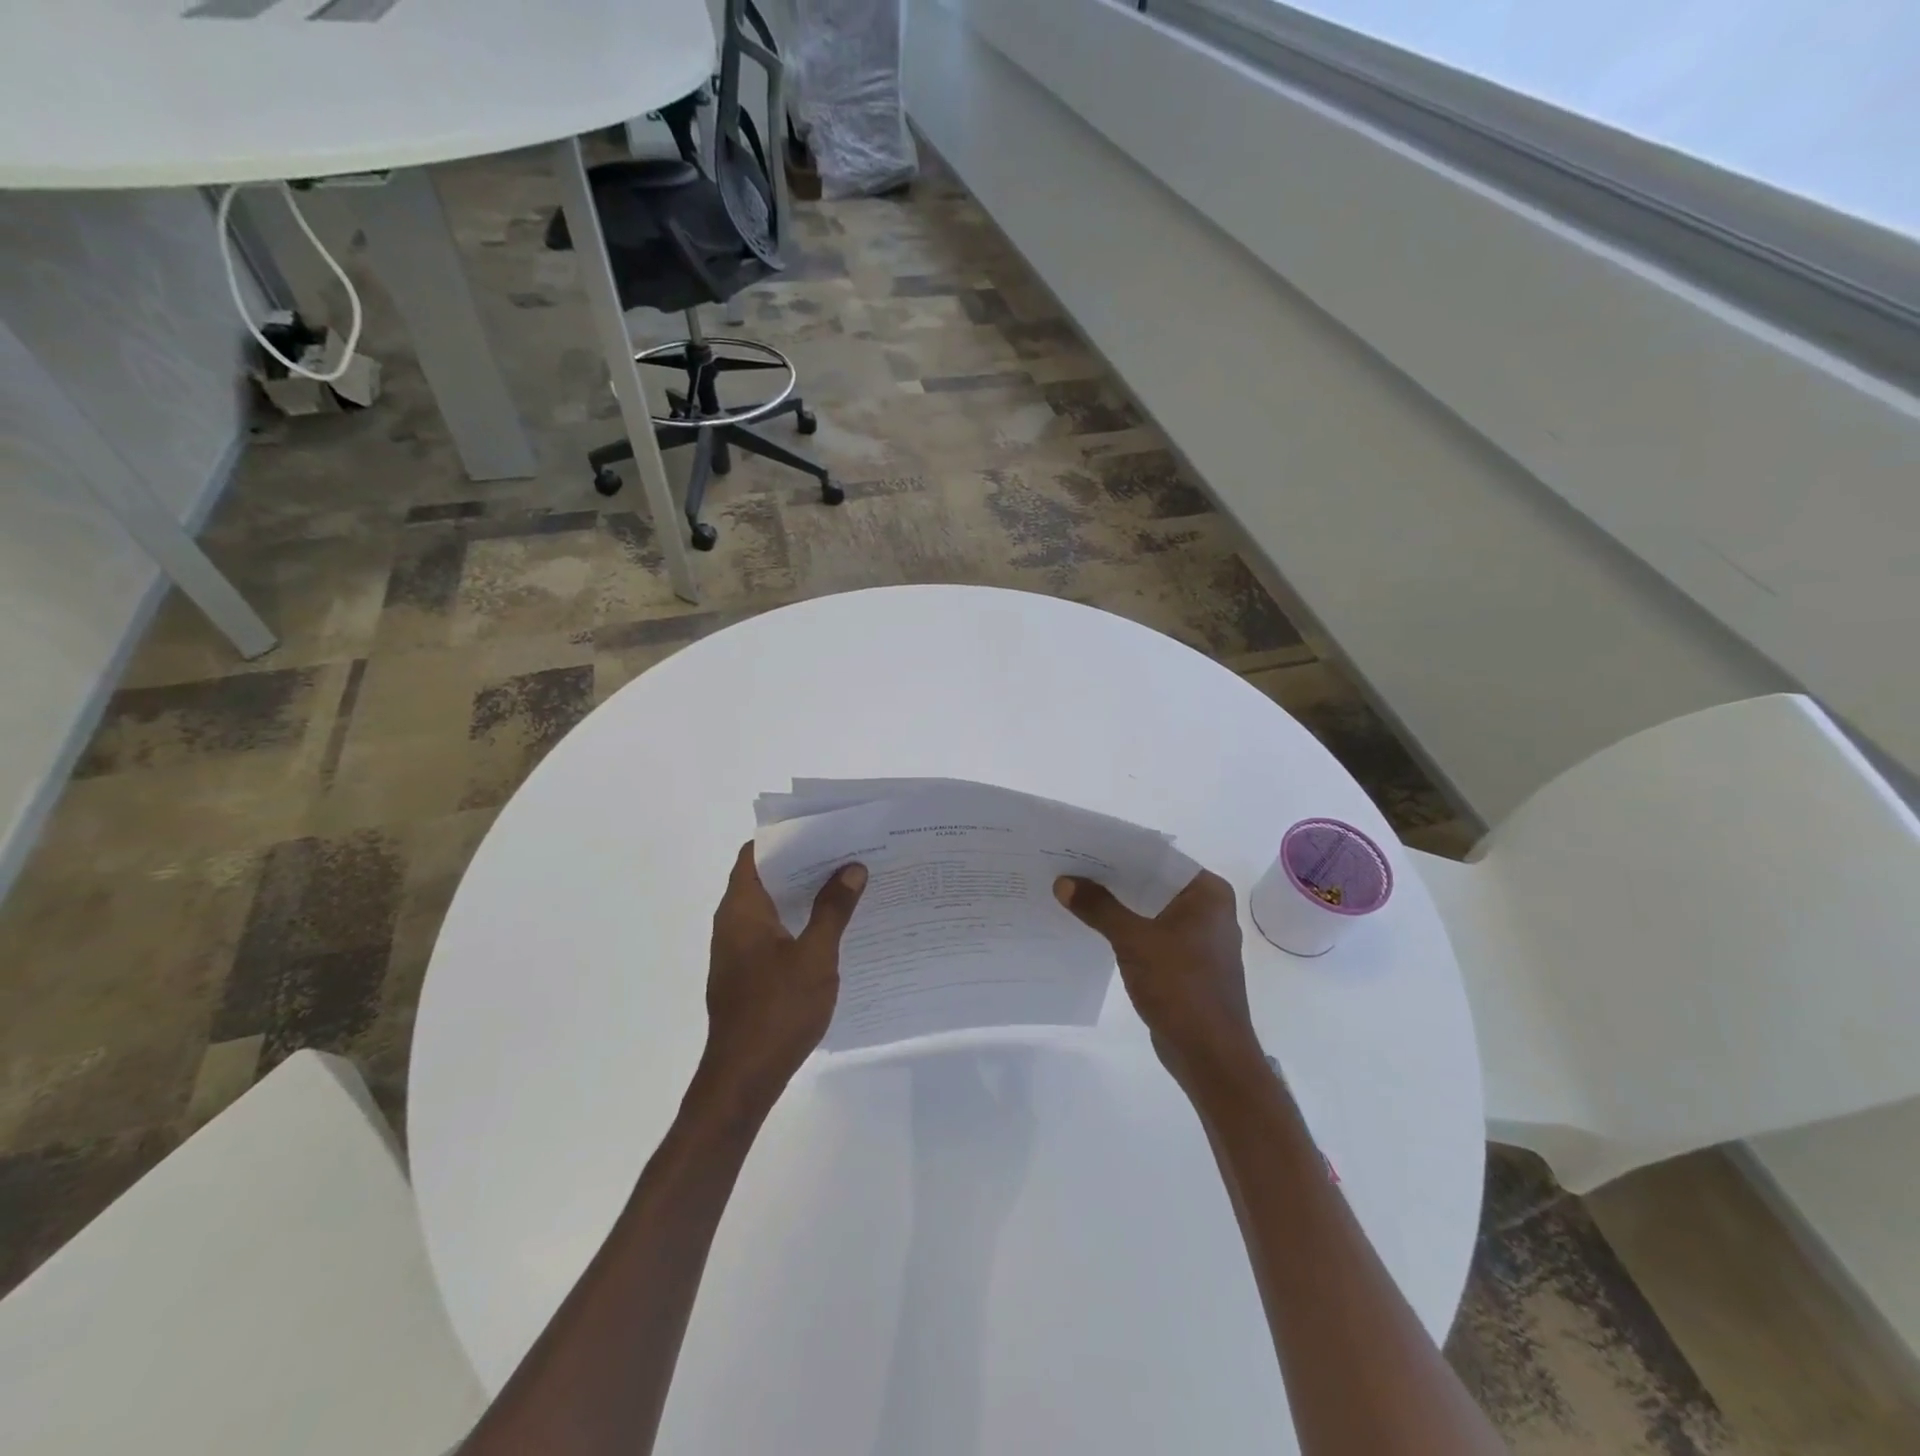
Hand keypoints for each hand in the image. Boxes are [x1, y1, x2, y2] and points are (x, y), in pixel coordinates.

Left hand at [701, 842, 867, 1110]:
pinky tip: (832, 929)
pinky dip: (798, 921)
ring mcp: (737, 951)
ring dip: (803, 894)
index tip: (824, 828)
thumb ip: (833, 910)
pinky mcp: (746, 974)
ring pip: (771, 906)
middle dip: (804, 863)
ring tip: (847, 883)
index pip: (756, 853)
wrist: (743, 1078)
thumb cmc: (777, 1010)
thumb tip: (852, 868)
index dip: (787, 836)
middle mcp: (733, 923)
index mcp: (742, 909)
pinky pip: (773, 932)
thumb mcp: (815, 956)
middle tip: (847, 852)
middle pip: (765, 877)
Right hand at [1054, 870, 1263, 1092]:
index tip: (1081, 846)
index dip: (1118, 851)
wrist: (1210, 1056)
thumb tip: (1063, 882)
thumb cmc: (1181, 988)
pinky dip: (1125, 928)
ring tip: (1073, 892)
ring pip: (1149, 908)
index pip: (1157, 857)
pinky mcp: (1185, 962)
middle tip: (1068, 866)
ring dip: (1116, 904)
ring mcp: (1197, 937)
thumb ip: (1099, 908)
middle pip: (1152, 881)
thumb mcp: (1134, 941)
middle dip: (1112, 878)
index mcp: (1207, 892)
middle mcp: (1207, 908)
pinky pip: (1150, 933)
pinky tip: (1093, 927)